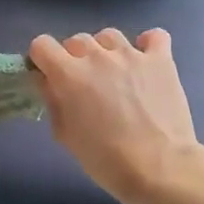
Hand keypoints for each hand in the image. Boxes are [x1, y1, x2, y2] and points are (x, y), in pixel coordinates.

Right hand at [30, 28, 203, 203]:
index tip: (49, 76)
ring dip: (105, 51)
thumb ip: (53, 102)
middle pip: (75, 40)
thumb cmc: (106, 159)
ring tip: (115, 74)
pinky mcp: (160, 60)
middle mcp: (98, 56)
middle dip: (73, 58)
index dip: (42, 59)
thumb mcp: (66, 135)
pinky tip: (146, 61)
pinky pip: (154, 37)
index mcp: (69, 74)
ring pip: (109, 36)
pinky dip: (147, 45)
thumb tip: (48, 82)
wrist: (159, 168)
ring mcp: (131, 55)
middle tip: (84, 85)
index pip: (42, 45)